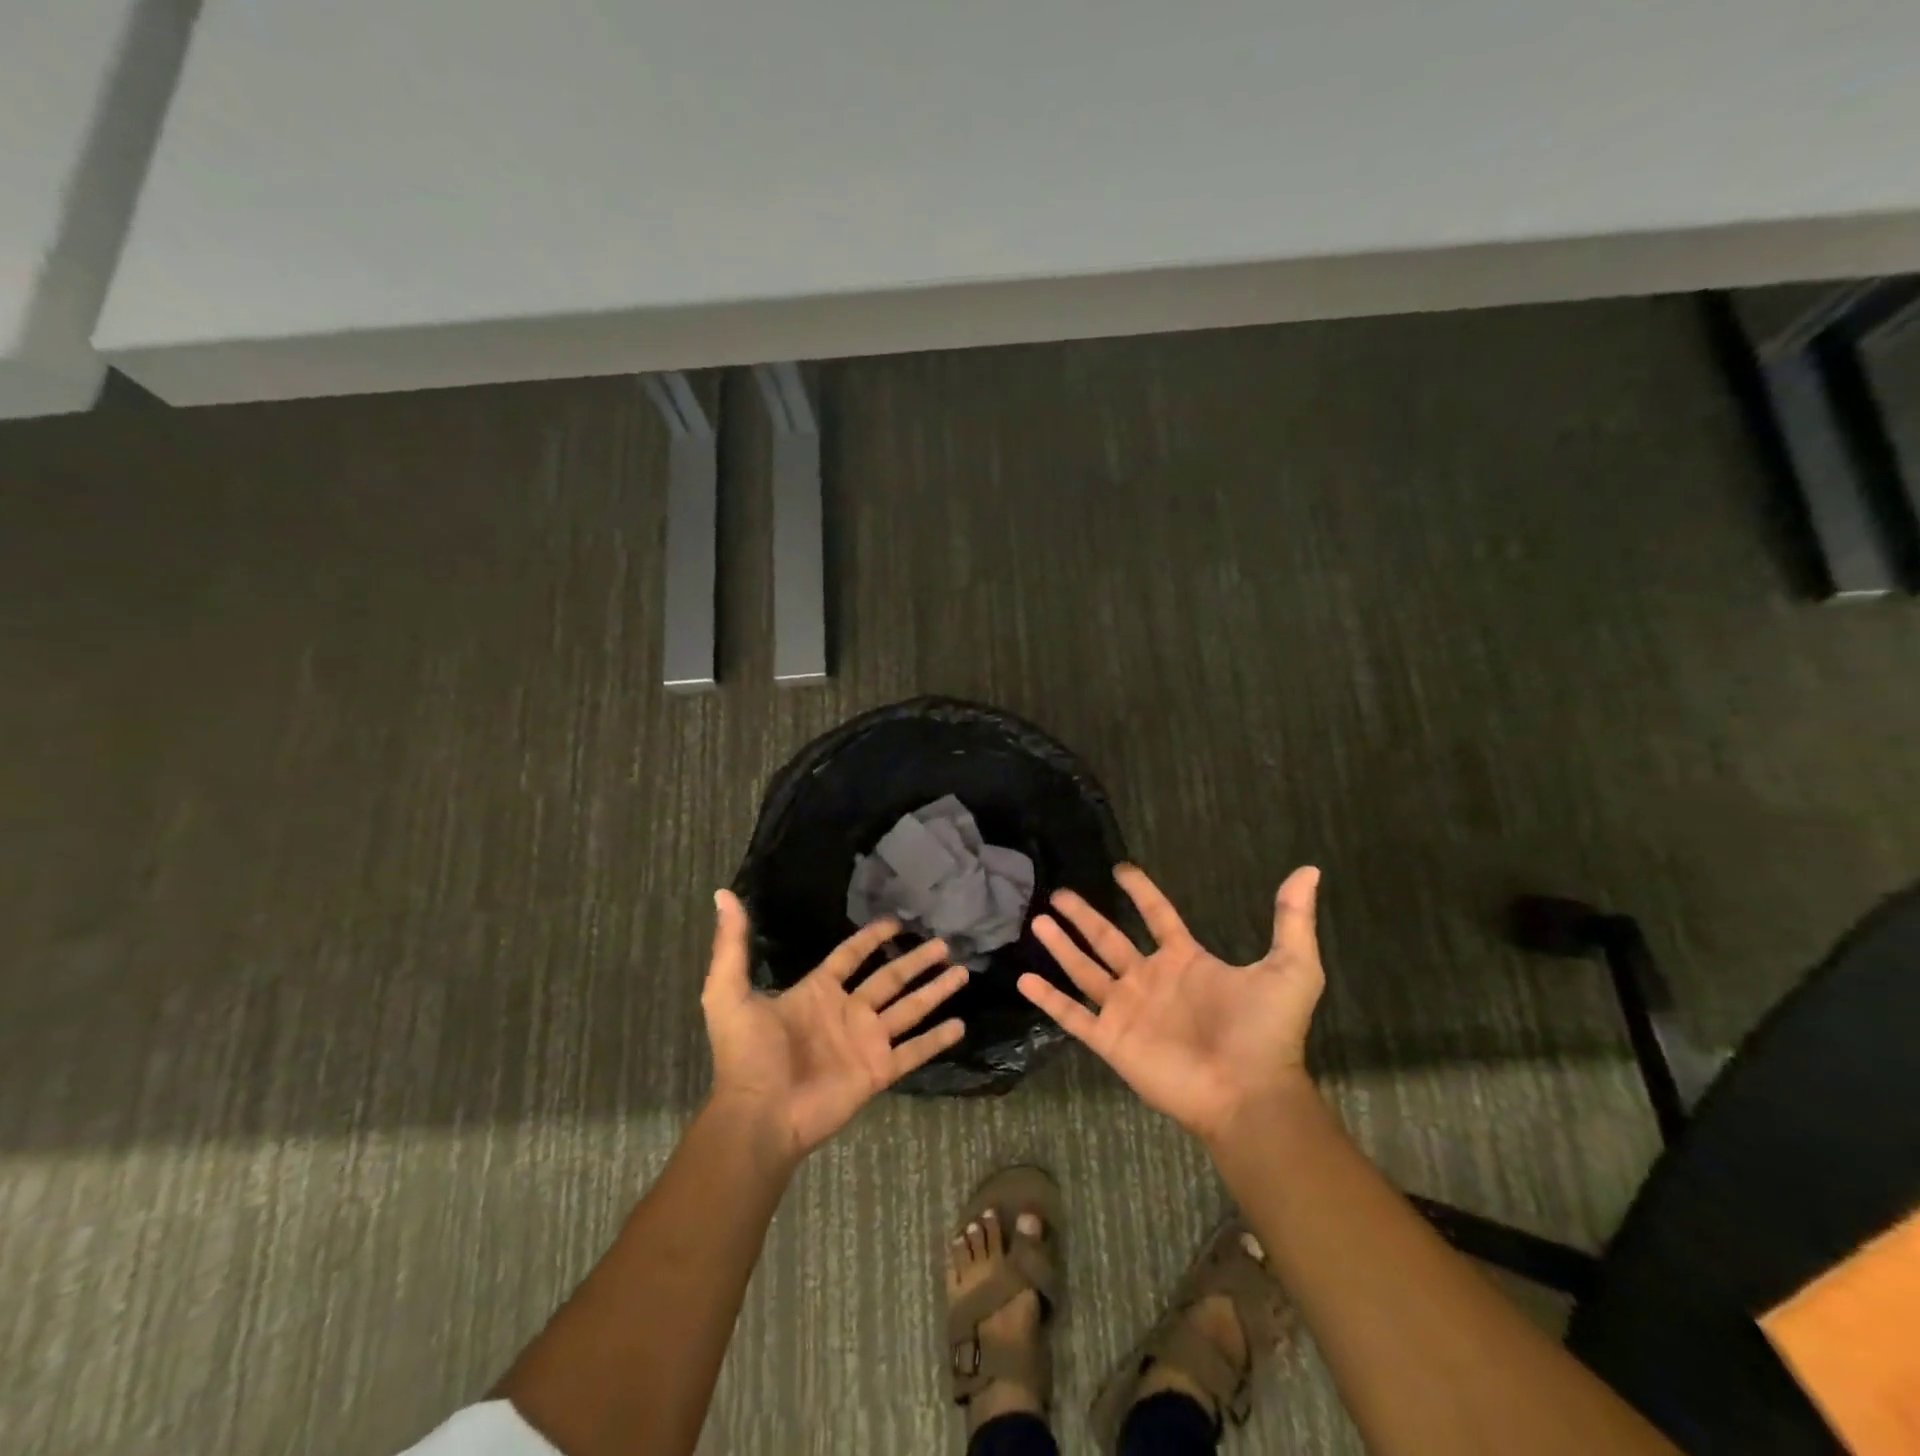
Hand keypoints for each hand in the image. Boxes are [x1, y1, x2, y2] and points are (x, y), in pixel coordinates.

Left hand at [702, 889, 967, 1162]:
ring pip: (909, 1009)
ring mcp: (865, 1042)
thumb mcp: (729, 993)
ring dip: (935, 991)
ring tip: (961, 971)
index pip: (851, 956)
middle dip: (916, 960)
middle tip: (943, 942)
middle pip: (890, 978)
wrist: (759, 1115)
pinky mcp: (877, 1071)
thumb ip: (732, 945)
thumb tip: (724, 894)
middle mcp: (847, 1012)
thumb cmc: (746, 1055)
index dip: (872, 938)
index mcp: (817, 992)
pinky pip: (913, 1051)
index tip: (897, 921)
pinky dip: (936, 1040)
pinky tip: (960, 1025)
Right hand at [1017, 864, 1325, 1144]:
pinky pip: (1073, 1015)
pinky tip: (1024, 979)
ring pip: (1085, 970)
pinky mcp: (1112, 1040)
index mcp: (1185, 961)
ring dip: (1061, 947)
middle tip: (1058, 893)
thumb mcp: (1290, 969)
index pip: (1157, 917)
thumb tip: (1309, 870)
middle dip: (1083, 916)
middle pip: (1108, 939)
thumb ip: (1292, 919)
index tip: (1121, 869)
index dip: (1141, 892)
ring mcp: (1128, 1010)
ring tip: (1036, 921)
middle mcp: (1151, 980)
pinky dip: (1048, 998)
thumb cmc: (1267, 1031)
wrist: (1250, 1092)